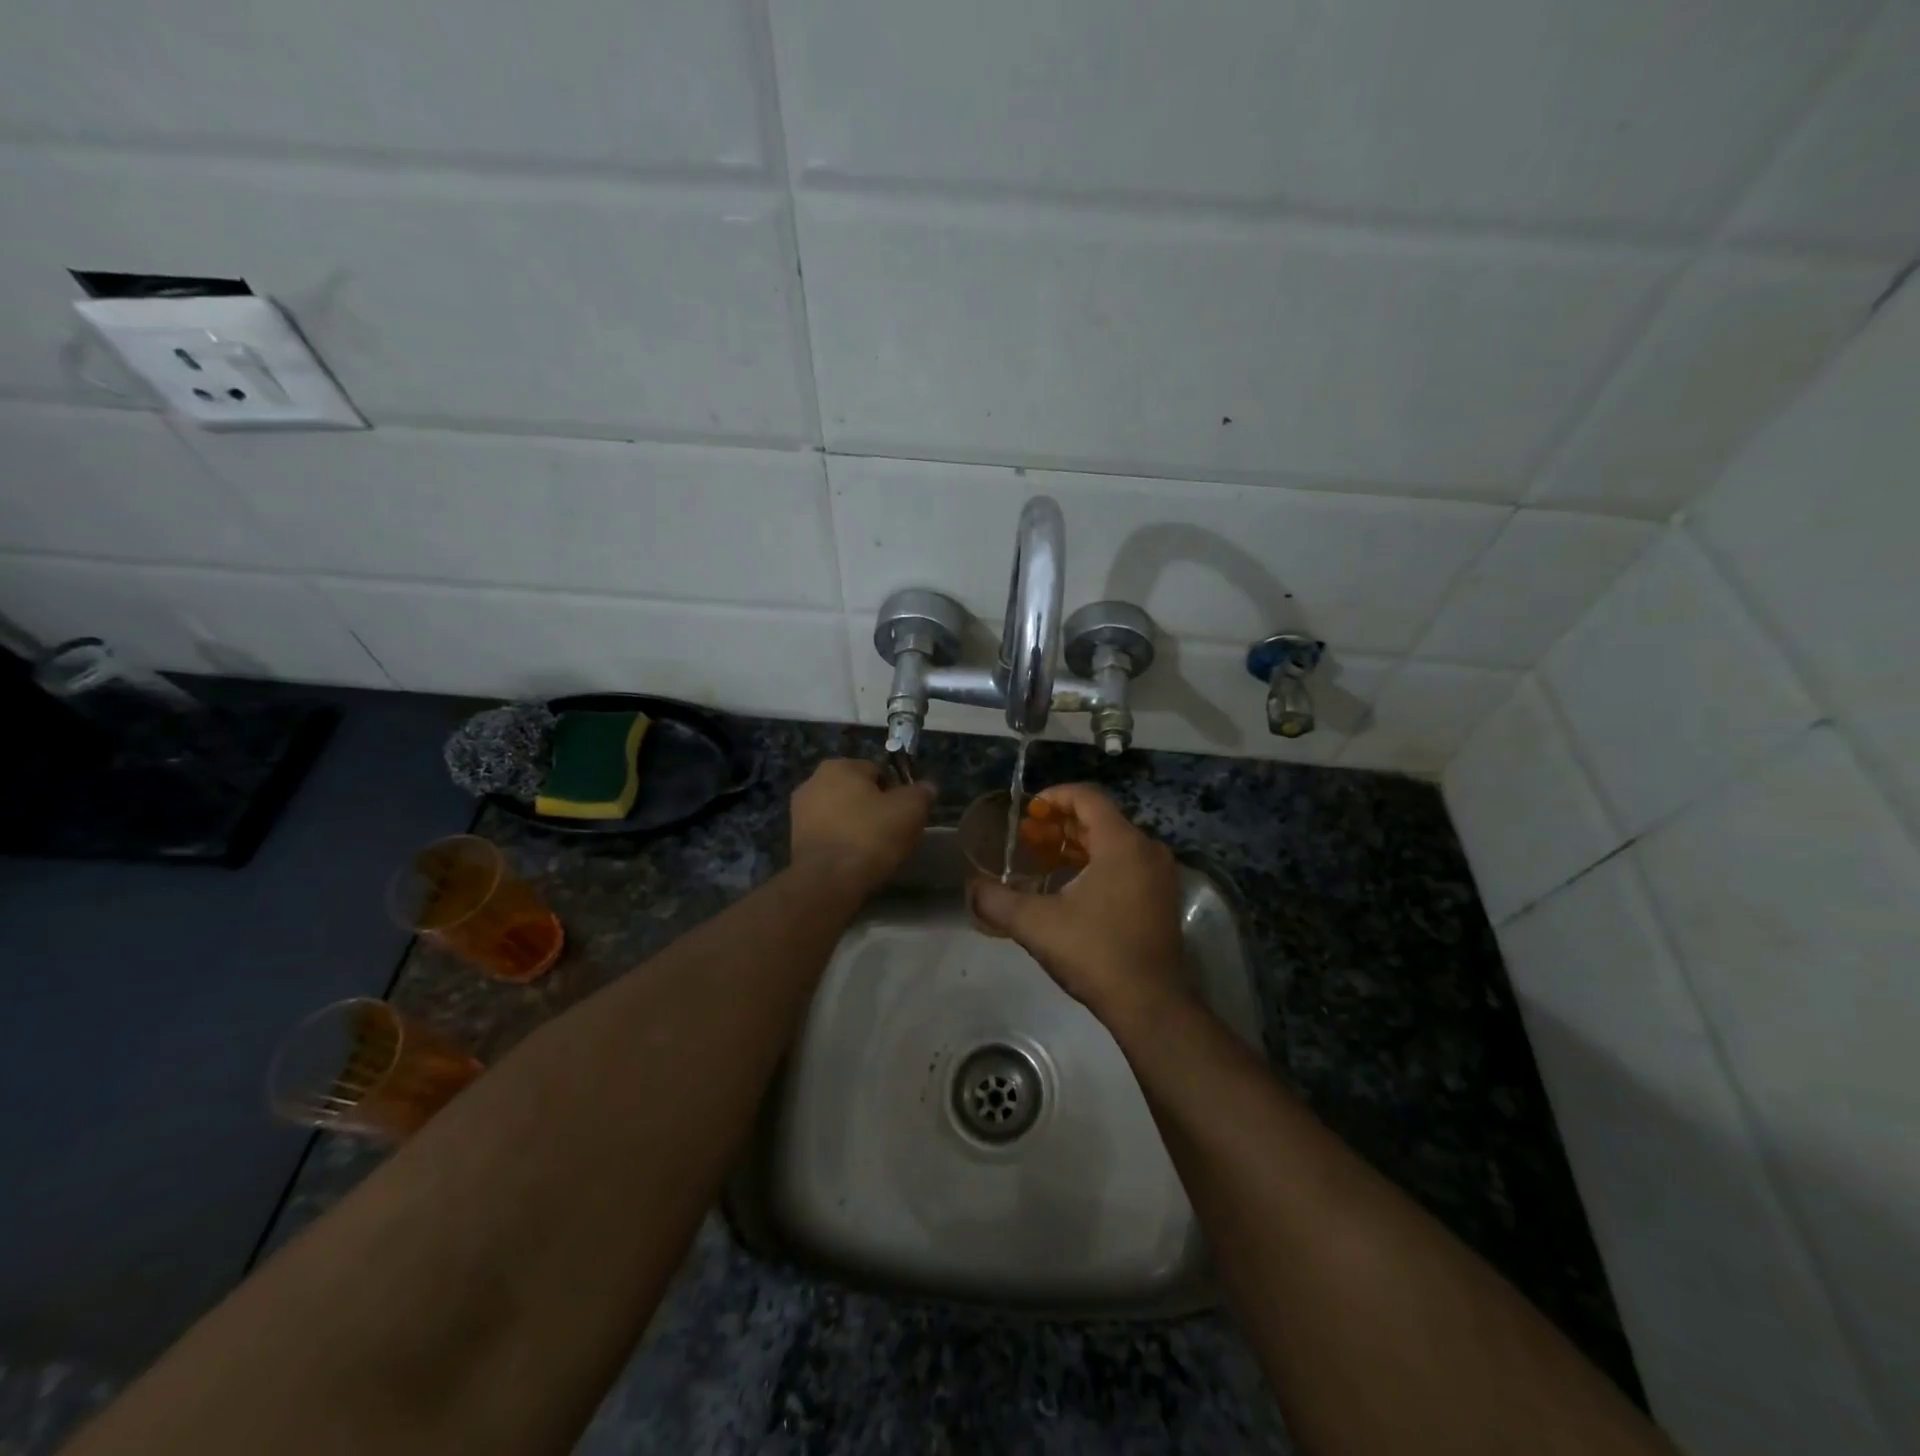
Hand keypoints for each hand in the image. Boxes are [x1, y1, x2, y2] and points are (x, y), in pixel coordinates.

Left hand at [790, 759, 934, 897]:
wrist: (828, 881)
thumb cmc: (870, 835)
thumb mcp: (910, 810)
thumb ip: (921, 792)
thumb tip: (927, 787)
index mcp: (839, 766)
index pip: (878, 771)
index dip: (896, 791)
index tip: (905, 814)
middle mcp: (813, 781)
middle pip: (857, 791)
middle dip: (874, 807)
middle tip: (893, 832)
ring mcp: (800, 812)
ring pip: (842, 813)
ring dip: (857, 825)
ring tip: (875, 849)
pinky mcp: (795, 839)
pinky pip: (830, 834)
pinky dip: (842, 842)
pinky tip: (855, 859)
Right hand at [969, 783, 1188, 1026]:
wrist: (1150, 1004)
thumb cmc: (1095, 953)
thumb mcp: (1036, 924)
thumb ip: (997, 901)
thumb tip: (971, 887)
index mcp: (1122, 843)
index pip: (1087, 797)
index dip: (1054, 796)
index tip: (1028, 810)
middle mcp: (1146, 850)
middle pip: (1100, 818)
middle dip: (1060, 823)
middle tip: (1027, 836)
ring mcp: (1158, 875)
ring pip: (1112, 842)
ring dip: (1076, 844)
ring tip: (1042, 858)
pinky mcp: (1160, 897)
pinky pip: (1125, 863)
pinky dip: (1095, 862)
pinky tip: (1068, 884)